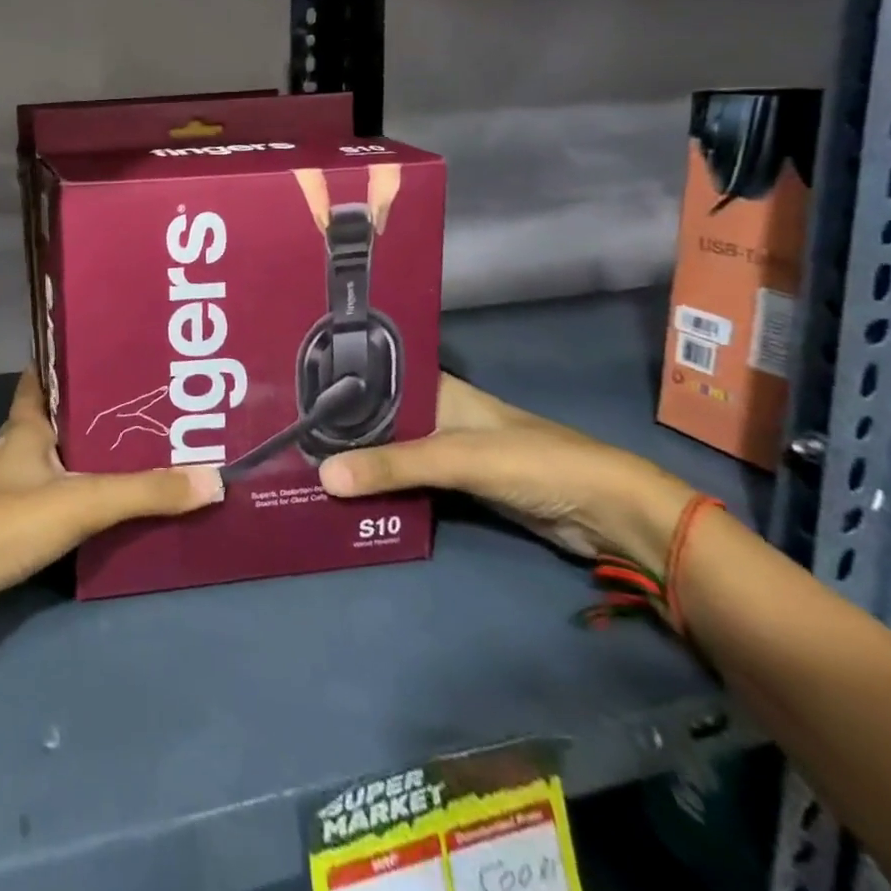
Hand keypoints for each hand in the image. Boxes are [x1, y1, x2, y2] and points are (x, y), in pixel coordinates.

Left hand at [0, 369, 222, 636]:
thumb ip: (145, 492)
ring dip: (71, 461)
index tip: (95, 357)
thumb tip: (212, 478)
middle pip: (45, 423)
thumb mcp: (82, 502)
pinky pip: (33, 500)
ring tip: (116, 462)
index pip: (37, 382)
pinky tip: (84, 514)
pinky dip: (58, 499)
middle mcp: (6, 450)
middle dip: (82, 418)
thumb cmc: (6, 523)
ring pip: (40, 463)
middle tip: (130, 415)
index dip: (60, 366)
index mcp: (21, 430)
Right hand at [317, 373, 694, 570]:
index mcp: (434, 388)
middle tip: (282, 438)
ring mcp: (445, 450)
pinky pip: (407, 481)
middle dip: (336, 428)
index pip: (371, 377)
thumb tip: (322, 477)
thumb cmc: (533, 461)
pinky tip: (346, 495)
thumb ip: (393, 466)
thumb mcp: (457, 457)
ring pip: (389, 451)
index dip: (331, 384)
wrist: (608, 513)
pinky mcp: (456, 486)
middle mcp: (434, 413)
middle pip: (375, 417)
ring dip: (357, 461)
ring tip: (301, 466)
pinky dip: (381, 487)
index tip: (284, 394)